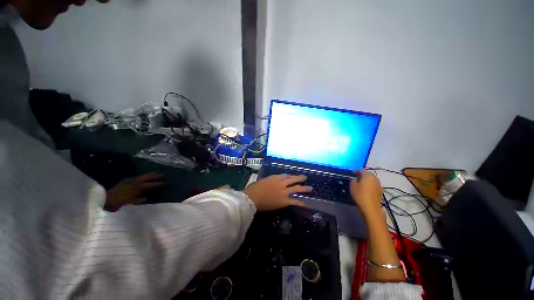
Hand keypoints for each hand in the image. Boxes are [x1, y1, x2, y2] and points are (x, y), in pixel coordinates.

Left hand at [105, 173, 164, 211]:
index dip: (158, 184)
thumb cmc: (117, 203)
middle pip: (147, 178)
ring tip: (157, 174)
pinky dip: (143, 176)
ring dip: (150, 175)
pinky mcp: (125, 181)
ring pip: (143, 176)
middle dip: (156, 176)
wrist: (103, 198)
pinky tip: (144, 177)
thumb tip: (147, 197)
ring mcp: (129, 180)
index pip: (150, 185)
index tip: (165, 183)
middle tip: (163, 175)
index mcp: (137, 188)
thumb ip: (138, 200)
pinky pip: (138, 177)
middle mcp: (134, 182)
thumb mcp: (128, 203)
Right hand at [243, 175, 311, 210]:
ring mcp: (284, 191)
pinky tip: (304, 204)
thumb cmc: (255, 189)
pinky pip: (294, 201)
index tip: (293, 177)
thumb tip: (273, 182)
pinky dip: (300, 202)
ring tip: (310, 188)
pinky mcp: (284, 201)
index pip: (285, 175)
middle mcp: (281, 183)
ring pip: (296, 188)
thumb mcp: (263, 181)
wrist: (253, 197)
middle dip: (299, 178)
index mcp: (275, 177)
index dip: (290, 176)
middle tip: (305, 178)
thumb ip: (270, 180)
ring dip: (304, 188)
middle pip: (293, 179)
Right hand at [350, 170, 382, 215]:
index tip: (351, 173)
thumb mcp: (352, 185)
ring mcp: (379, 185)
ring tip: (360, 185)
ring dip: (366, 181)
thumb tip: (357, 179)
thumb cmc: (360, 194)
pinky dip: (369, 187)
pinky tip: (365, 190)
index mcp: (368, 175)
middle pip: (368, 174)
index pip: (361, 170)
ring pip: (371, 180)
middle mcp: (375, 178)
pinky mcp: (380, 192)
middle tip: (355, 178)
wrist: (370, 207)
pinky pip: (373, 186)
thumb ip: (354, 179)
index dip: (356, 171)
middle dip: (362, 176)